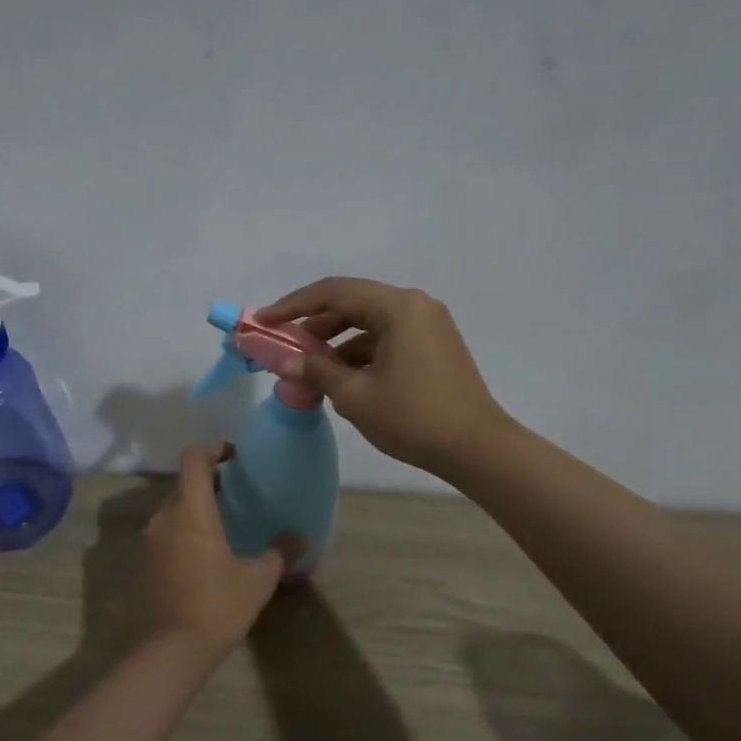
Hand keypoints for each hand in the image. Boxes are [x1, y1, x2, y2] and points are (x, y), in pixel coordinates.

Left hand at [144, 443, 297, 652]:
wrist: (173, 650)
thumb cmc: (218, 606)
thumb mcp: (258, 579)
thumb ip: (279, 552)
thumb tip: (300, 538)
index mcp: (191, 512)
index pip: (193, 459)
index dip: (212, 448)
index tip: (233, 455)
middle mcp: (165, 518)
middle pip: (183, 483)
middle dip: (208, 479)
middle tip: (236, 488)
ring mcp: (151, 540)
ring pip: (173, 507)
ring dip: (195, 504)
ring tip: (224, 518)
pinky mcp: (146, 562)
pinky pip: (166, 530)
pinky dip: (185, 527)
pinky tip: (206, 549)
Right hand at [257, 277, 511, 478]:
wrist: (477, 449)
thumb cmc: (413, 417)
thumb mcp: (356, 395)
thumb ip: (315, 371)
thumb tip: (280, 363)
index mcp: (398, 307)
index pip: (334, 292)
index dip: (292, 306)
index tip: (263, 321)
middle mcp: (415, 306)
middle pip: (352, 303)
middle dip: (313, 323)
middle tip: (282, 344)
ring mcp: (428, 326)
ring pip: (369, 323)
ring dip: (336, 341)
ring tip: (307, 366)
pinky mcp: (434, 347)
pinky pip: (387, 339)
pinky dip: (360, 353)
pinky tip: (340, 377)